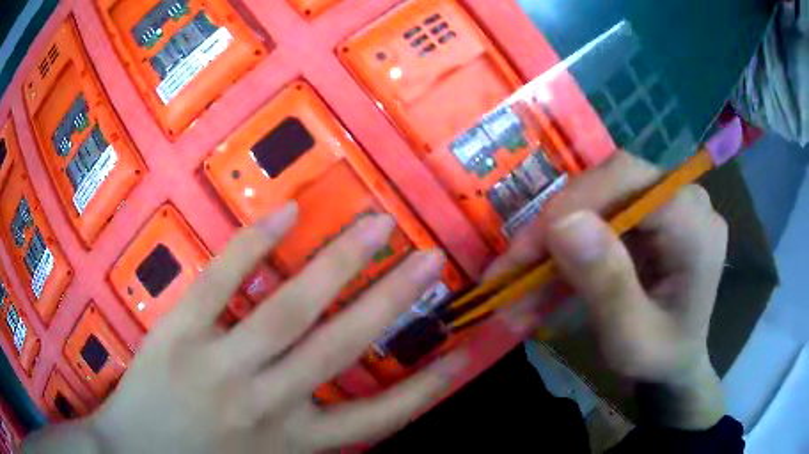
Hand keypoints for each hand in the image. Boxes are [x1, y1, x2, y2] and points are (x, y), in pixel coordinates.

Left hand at [25, 204, 464, 452]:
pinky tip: (287, 213)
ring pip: (289, 310)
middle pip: (341, 347)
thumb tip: (351, 408)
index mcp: (291, 441)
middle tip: (429, 260)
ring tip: (377, 225)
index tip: (458, 354)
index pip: (375, 418)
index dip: (423, 389)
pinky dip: (253, 247)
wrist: (135, 453)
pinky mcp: (179, 333)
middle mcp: (266, 403)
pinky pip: (219, 285)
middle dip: (393, 301)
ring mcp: (219, 365)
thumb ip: (307, 439)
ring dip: (339, 263)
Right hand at [489, 152, 727, 429]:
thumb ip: (607, 285)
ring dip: (555, 242)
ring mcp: (667, 203)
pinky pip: (601, 215)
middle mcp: (685, 200)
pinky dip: (569, 247)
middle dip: (556, 227)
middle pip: (609, 185)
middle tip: (511, 270)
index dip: (575, 202)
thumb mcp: (632, 340)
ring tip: (518, 284)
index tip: (527, 249)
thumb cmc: (661, 359)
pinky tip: (544, 278)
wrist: (676, 362)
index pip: (630, 180)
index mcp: (695, 226)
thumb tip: (562, 223)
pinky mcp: (650, 214)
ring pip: (598, 200)